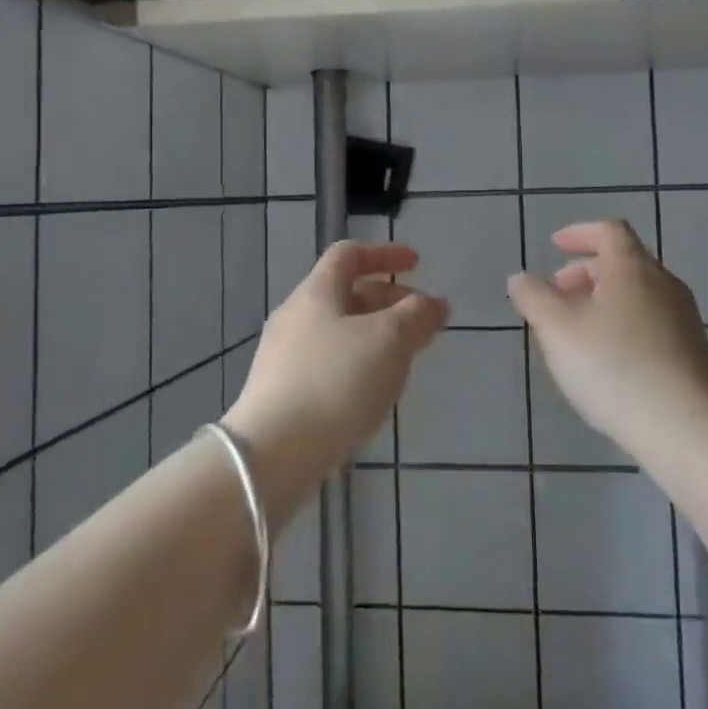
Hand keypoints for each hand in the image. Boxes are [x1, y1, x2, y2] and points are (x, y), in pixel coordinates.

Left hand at [225, 240, 448, 514]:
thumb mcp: (389, 340)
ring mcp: (283, 357)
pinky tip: (373, 394)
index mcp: (316, 293)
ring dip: (376, 336)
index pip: (349, 254)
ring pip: (340, 332)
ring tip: (405, 361)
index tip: (417, 264)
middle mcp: (295, 316)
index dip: (385, 254)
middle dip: (389, 302)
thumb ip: (417, 315)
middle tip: (422, 323)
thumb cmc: (336, 382)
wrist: (272, 454)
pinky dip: (358, 364)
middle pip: (346, 294)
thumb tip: (436, 303)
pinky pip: (328, 364)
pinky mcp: (282, 393)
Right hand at [507, 220, 707, 456]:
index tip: (555, 246)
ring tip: (578, 330)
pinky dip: (624, 323)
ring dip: (605, 299)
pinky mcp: (693, 351)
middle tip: (558, 294)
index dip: (580, 233)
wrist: (686, 430)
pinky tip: (609, 359)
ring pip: (639, 293)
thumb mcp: (558, 331)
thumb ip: (534, 299)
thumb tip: (520, 278)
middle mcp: (664, 284)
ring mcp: (684, 318)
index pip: (609, 231)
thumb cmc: (614, 368)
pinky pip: (652, 321)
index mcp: (632, 268)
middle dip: (586, 271)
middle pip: (624, 261)